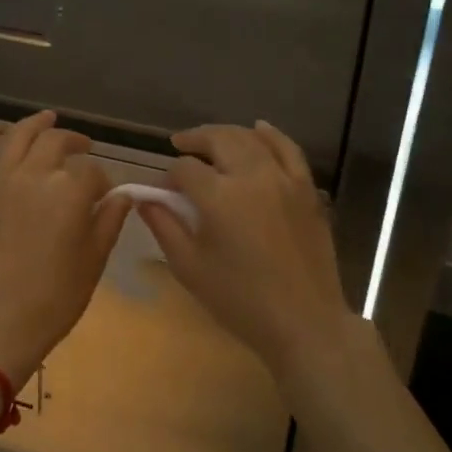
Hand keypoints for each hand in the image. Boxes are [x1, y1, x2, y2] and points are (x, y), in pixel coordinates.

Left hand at [0, 111, 131, 383]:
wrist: (0, 320)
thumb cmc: (56, 296)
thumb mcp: (95, 259)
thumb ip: (110, 219)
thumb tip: (121, 195)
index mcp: (70, 191)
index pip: (92, 173)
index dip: (101, 183)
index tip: (103, 197)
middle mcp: (35, 174)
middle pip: (57, 143)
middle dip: (75, 143)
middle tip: (83, 149)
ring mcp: (0, 180)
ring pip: (19, 136)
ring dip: (36, 123)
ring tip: (48, 118)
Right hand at [138, 122, 355, 384]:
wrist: (304, 322)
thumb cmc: (240, 300)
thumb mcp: (190, 267)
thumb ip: (164, 226)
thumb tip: (145, 198)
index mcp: (219, 196)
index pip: (185, 169)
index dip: (169, 176)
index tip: (163, 191)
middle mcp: (252, 176)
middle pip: (218, 139)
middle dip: (195, 139)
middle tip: (180, 146)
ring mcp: (283, 179)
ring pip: (251, 139)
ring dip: (226, 134)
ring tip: (210, 140)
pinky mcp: (306, 189)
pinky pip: (289, 149)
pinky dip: (271, 135)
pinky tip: (259, 129)